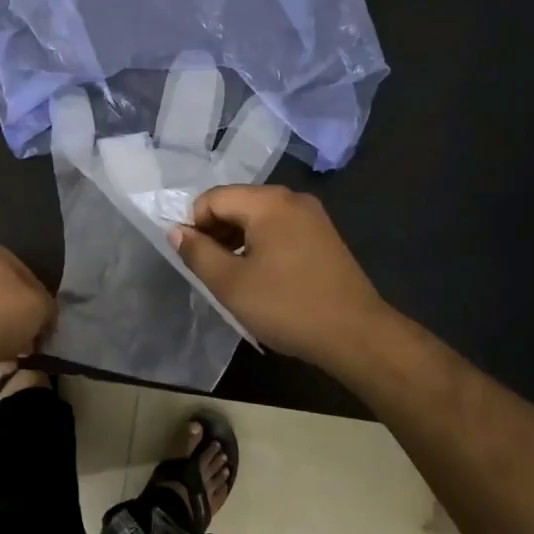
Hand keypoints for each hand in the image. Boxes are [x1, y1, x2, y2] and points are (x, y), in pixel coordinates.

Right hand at [171, 185, 389, 366]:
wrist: (356, 334)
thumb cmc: (287, 306)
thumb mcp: (230, 283)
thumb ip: (197, 252)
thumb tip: (176, 231)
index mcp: (268, 202)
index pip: (213, 198)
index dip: (194, 225)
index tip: (193, 259)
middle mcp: (292, 198)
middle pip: (237, 203)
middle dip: (216, 232)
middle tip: (210, 270)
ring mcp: (312, 216)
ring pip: (258, 217)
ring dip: (237, 240)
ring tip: (234, 277)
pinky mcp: (324, 235)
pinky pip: (280, 229)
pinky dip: (261, 245)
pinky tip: (262, 276)